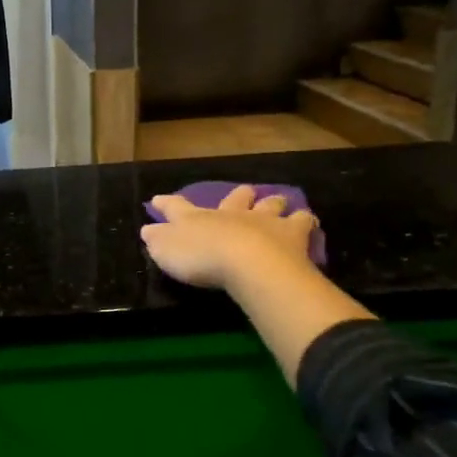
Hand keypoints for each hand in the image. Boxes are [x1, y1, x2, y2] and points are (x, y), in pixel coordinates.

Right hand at [140, 185, 321, 292]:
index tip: (158, 199)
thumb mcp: (166, 251)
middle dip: (236, 196)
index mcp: (196, 218)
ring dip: (271, 203)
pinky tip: (308, 222)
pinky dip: (304, 220)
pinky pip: (302, 221)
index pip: (176, 207)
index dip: (166, 203)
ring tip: (277, 202)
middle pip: (234, 198)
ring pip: (268, 204)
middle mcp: (230, 213)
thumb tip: (148, 229)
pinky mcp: (291, 234)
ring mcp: (262, 220)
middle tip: (242, 193)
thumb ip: (157, 240)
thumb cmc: (201, 258)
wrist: (247, 263)